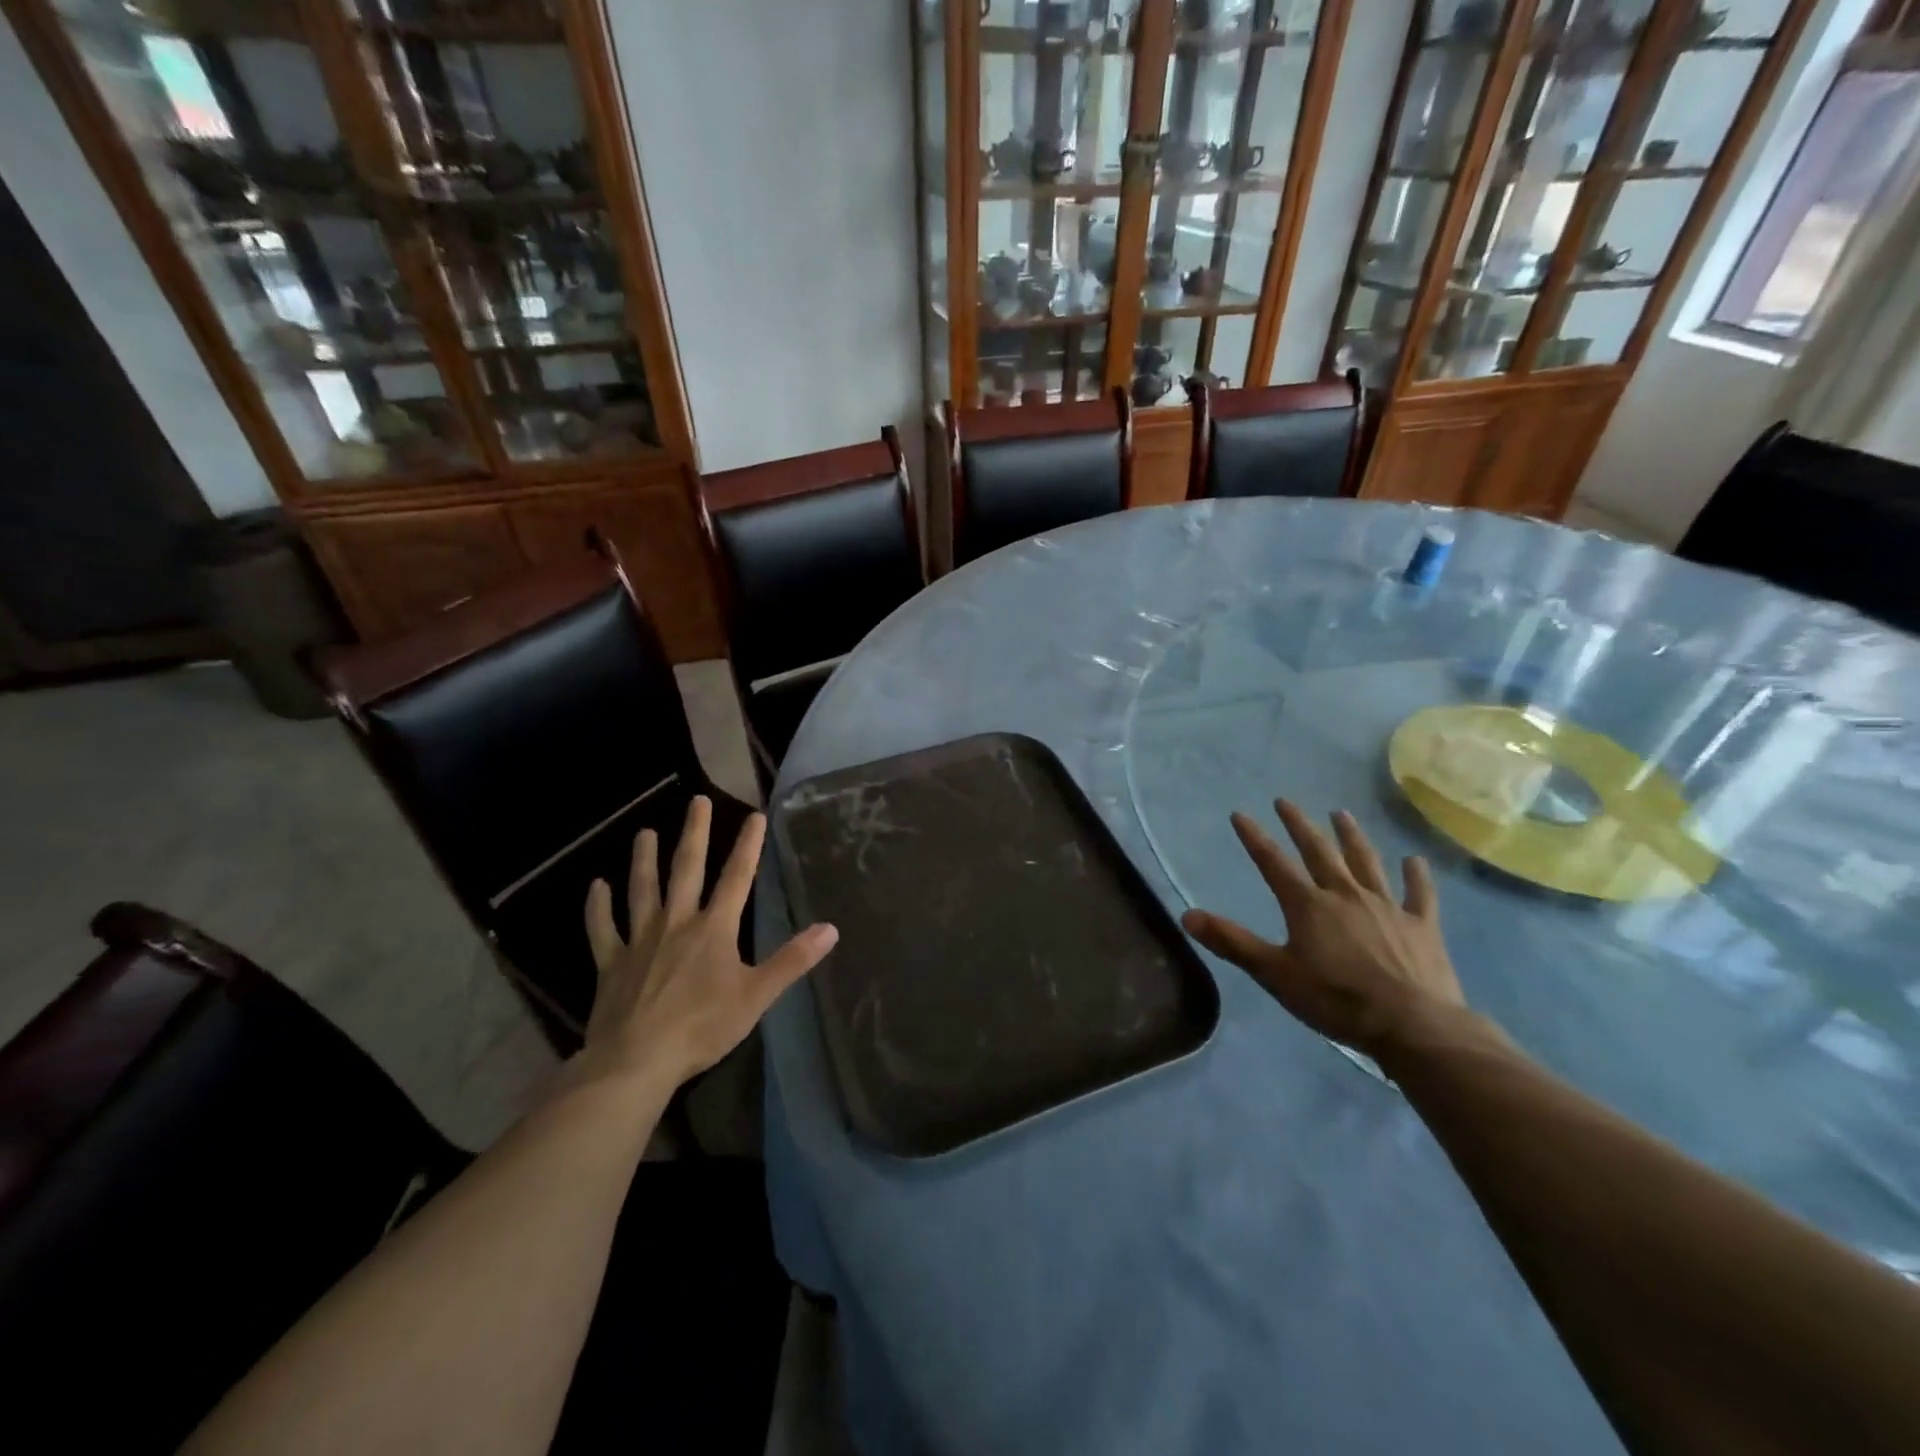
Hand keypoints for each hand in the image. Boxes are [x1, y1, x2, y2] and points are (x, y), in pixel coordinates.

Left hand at [579, 796, 836, 1091]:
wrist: (637, 1060)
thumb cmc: (703, 1027)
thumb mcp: (757, 996)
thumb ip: (793, 960)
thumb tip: (831, 929)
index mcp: (714, 929)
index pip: (736, 878)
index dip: (748, 846)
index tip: (755, 815)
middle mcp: (676, 923)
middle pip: (686, 870)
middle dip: (695, 834)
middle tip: (697, 801)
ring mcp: (640, 941)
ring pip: (642, 891)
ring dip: (643, 860)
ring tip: (645, 833)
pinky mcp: (611, 964)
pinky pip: (602, 929)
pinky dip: (598, 907)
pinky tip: (596, 887)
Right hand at [1182, 799, 1464, 1058]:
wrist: (1413, 1025)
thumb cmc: (1336, 999)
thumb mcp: (1274, 973)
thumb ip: (1232, 942)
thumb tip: (1187, 915)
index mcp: (1308, 905)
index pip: (1273, 863)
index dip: (1254, 837)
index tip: (1240, 814)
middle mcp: (1346, 894)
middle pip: (1319, 852)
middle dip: (1299, 825)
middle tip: (1286, 801)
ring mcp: (1387, 907)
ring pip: (1366, 862)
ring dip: (1351, 837)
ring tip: (1341, 814)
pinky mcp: (1421, 926)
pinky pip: (1418, 894)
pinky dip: (1415, 876)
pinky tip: (1414, 860)